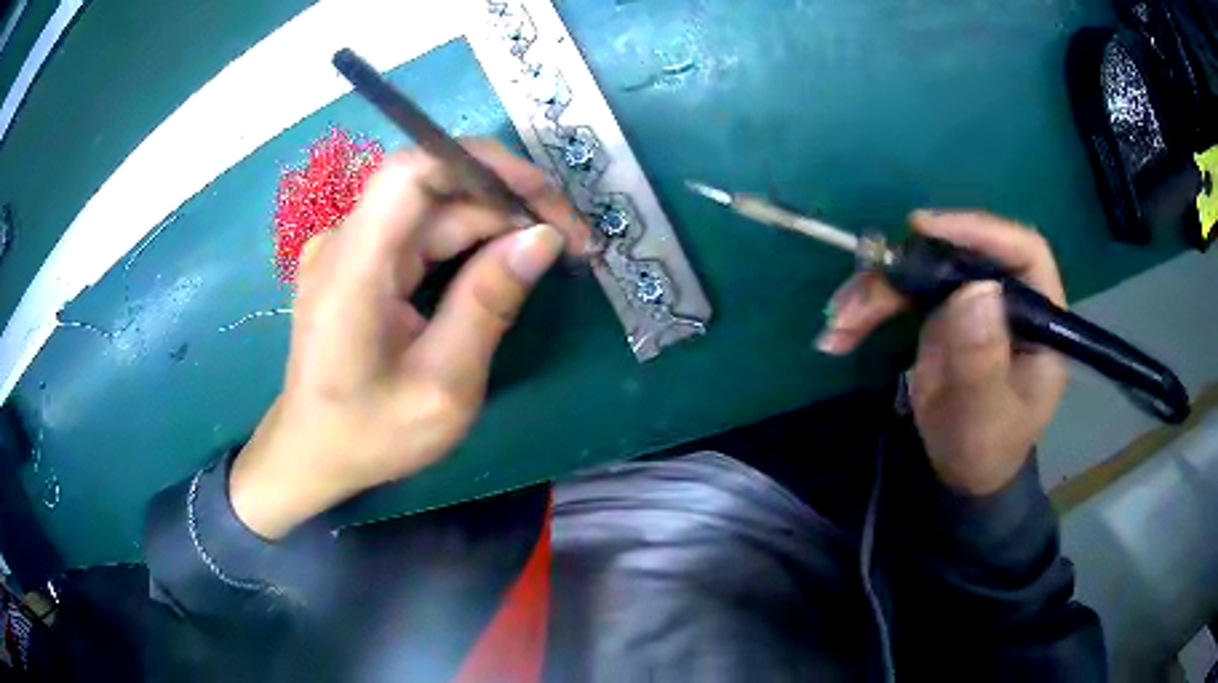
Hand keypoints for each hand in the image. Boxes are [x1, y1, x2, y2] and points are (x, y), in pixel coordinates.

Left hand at [230, 140, 589, 538]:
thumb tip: (542, 238)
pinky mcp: (358, 261)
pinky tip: (502, 263)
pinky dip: (467, 241)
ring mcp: (349, 249)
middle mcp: (346, 243)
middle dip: (507, 203)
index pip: (412, 173)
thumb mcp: (443, 387)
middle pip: (434, 190)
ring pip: (433, 210)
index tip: (543, 196)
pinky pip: (419, 233)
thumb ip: (488, 306)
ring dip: (494, 223)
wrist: (313, 452)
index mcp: (354, 270)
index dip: (481, 165)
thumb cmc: (370, 433)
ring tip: (548, 253)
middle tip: (570, 241)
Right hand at [817, 211, 1067, 494]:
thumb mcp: (985, 418)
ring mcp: (972, 304)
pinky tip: (839, 334)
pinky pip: (903, 296)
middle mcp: (1006, 299)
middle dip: (907, 269)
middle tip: (865, 290)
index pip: (1022, 253)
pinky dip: (868, 309)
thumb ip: (983, 362)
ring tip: (839, 324)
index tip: (926, 230)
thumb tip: (975, 289)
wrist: (963, 473)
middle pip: (960, 254)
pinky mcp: (942, 314)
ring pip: (923, 271)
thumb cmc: (986, 449)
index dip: (979, 231)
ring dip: (876, 292)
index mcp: (1039, 318)